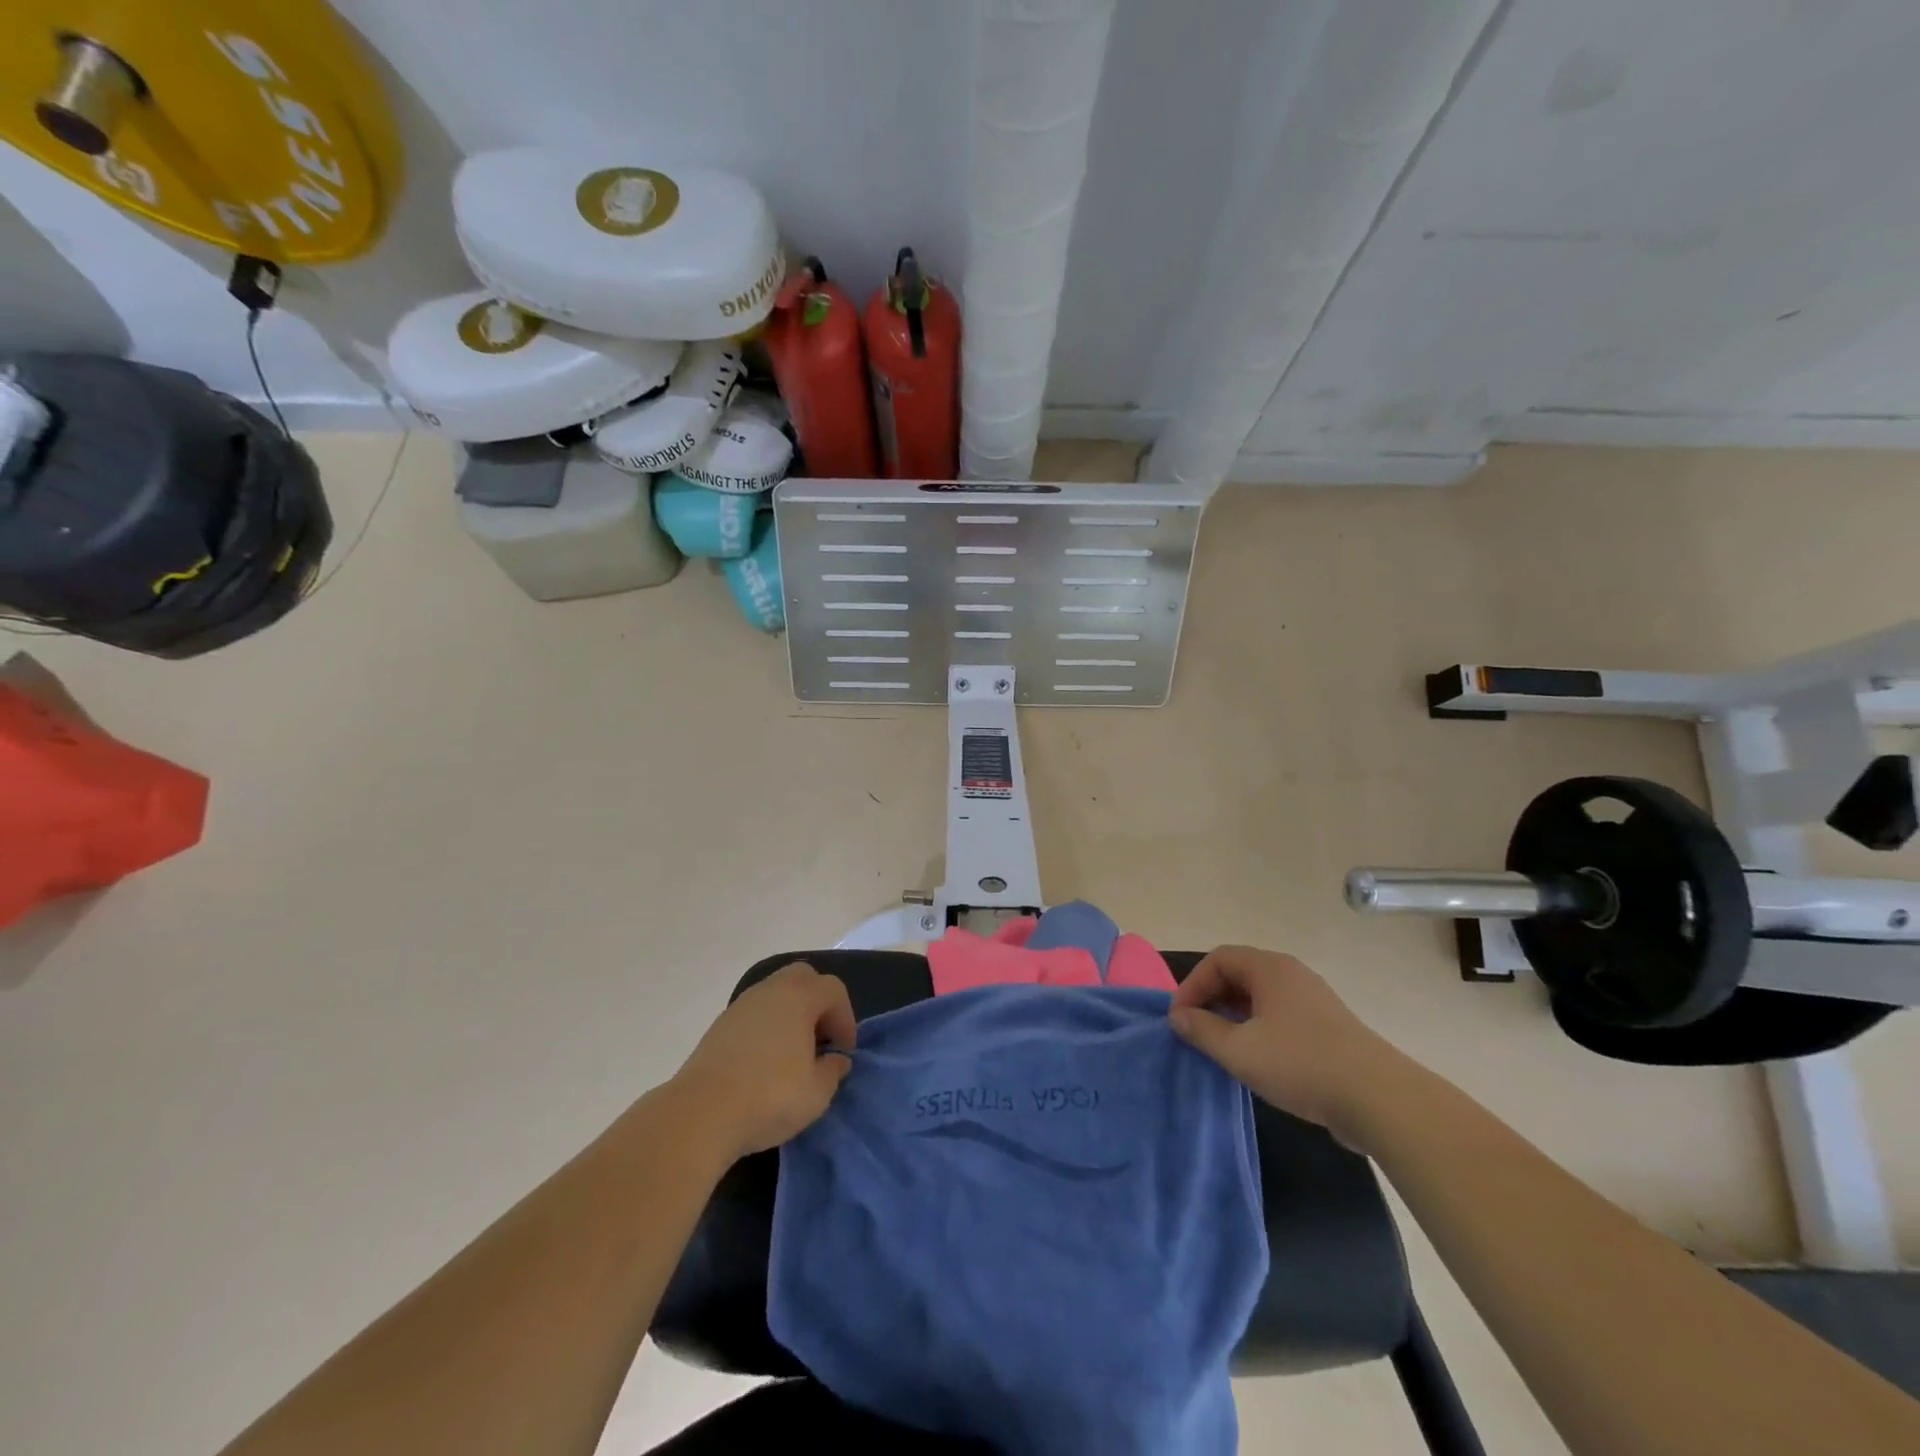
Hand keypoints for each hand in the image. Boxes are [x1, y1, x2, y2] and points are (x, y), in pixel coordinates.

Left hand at [673, 962, 856, 1159]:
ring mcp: (741, 1005)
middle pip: (802, 978)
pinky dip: (767, 1027)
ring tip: (793, 1053)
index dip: (845, 1018)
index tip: (843, 1051)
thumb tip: (836, 1059)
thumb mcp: (817, 1092)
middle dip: (818, 1004)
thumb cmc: (769, 1097)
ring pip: (775, 994)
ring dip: (791, 1015)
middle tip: (820, 1040)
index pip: (833, 990)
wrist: (701, 1114)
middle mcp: (770, 991)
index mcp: (799, 997)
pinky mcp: (719, 1026)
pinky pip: (754, 1013)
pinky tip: (765, 1062)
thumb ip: (833, 1070)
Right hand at [1169, 945, 1403, 1140]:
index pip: (1217, 959)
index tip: (1180, 1020)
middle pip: (1238, 974)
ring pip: (1259, 997)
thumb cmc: (1301, 1064)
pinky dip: (1258, 1029)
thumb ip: (1202, 1030)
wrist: (1380, 1100)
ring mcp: (1312, 1000)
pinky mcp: (1327, 1027)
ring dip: (1233, 1017)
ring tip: (1222, 1048)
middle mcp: (1291, 974)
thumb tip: (1178, 1017)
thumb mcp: (1240, 1050)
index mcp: (1270, 968)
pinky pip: (1279, 1016)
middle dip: (1211, 1000)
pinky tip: (1256, 1060)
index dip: (1192, 985)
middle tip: (1196, 1033)